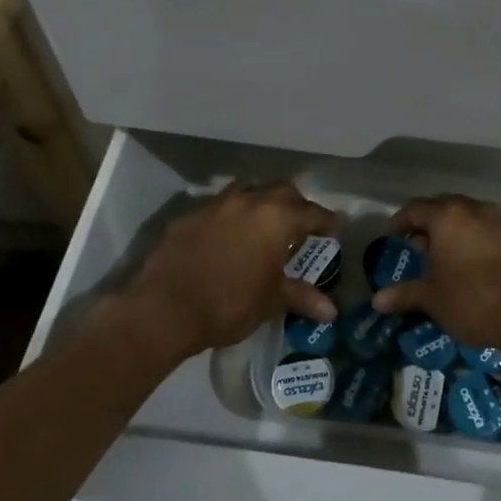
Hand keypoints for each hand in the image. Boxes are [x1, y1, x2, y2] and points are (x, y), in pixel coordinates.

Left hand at [122, 181, 338, 356]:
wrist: (164, 309)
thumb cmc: (229, 303)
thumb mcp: (270, 302)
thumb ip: (301, 298)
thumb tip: (331, 311)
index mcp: (276, 218)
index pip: (312, 212)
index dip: (327, 221)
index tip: (335, 230)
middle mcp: (248, 201)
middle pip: (281, 190)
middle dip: (296, 204)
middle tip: (300, 226)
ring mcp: (215, 206)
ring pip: (246, 190)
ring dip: (260, 202)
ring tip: (263, 224)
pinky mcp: (188, 217)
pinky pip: (217, 208)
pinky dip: (229, 217)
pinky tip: (226, 238)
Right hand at [372, 195, 500, 364]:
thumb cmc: (473, 300)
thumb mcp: (433, 299)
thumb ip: (405, 294)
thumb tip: (377, 300)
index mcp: (448, 217)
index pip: (415, 209)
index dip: (400, 221)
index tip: (393, 236)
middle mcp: (476, 210)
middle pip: (446, 207)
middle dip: (430, 223)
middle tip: (419, 245)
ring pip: (473, 218)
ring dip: (458, 231)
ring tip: (449, 256)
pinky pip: (494, 233)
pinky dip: (481, 242)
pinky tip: (480, 267)